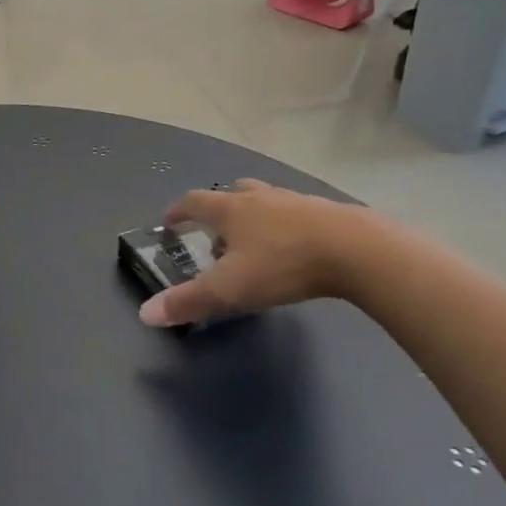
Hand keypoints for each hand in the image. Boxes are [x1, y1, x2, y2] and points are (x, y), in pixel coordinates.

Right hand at [138, 180, 374, 327]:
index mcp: (230, 210)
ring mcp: (298, 201)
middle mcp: (260, 198)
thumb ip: (187, 301)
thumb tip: (145, 314)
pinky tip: (297, 247)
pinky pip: (300, 213)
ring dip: (255, 214)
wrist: (360, 252)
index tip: (169, 222)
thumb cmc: (283, 265)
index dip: (177, 212)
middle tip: (215, 230)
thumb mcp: (229, 289)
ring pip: (267, 200)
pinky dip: (289, 225)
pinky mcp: (331, 213)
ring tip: (256, 240)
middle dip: (219, 207)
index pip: (193, 202)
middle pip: (232, 191)